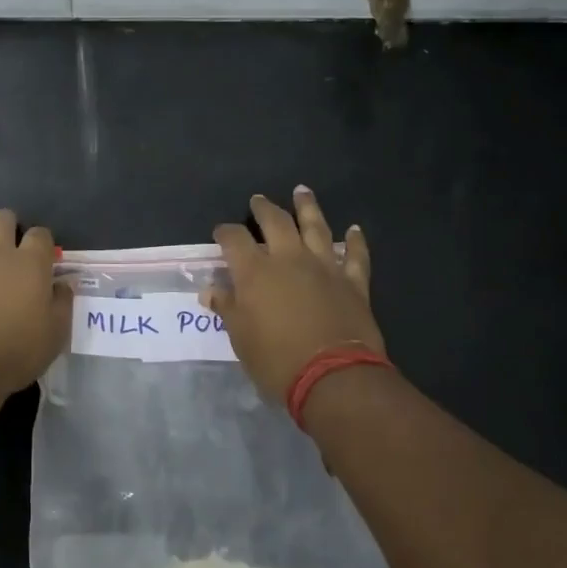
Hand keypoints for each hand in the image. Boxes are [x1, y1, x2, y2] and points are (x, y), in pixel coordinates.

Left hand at [0, 208, 71, 396]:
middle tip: (7, 243)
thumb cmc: (16, 351)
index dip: (42, 241)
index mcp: (29, 263)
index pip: (40, 235)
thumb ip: (62, 303)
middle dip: (6, 224)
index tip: (42, 255)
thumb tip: (64, 283)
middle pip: (0, 218)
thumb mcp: (55, 333)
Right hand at [204, 188, 384, 403]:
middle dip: (264, 209)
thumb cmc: (276, 359)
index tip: (221, 232)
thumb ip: (227, 308)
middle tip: (259, 200)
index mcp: (255, 271)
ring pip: (316, 227)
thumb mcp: (240, 337)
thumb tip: (211, 290)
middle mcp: (289, 259)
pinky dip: (355, 241)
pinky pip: (356, 255)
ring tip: (302, 191)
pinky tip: (355, 230)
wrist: (333, 376)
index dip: (225, 233)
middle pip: (275, 222)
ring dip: (308, 207)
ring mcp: (325, 267)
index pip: (235, 240)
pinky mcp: (353, 283)